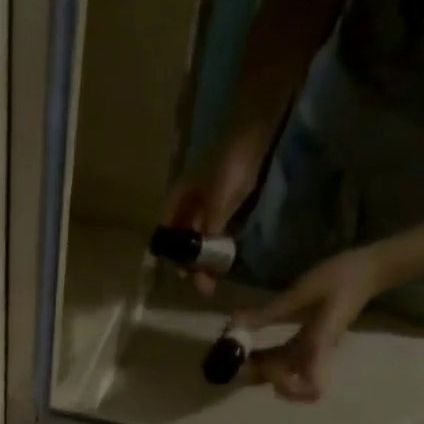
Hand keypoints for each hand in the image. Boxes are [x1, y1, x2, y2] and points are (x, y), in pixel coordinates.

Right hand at [160, 136, 266, 295]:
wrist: (256, 137)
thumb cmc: (230, 166)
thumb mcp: (217, 204)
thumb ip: (209, 234)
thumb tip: (206, 267)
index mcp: (176, 204)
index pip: (167, 239)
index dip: (174, 260)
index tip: (186, 277)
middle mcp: (186, 208)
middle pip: (183, 244)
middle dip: (192, 265)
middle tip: (204, 286)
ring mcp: (204, 208)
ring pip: (199, 241)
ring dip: (205, 260)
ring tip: (214, 278)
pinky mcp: (222, 208)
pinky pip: (214, 235)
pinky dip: (217, 248)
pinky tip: (223, 261)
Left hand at [238, 244, 388, 402]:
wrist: (369, 270)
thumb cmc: (342, 278)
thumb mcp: (302, 292)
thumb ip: (269, 312)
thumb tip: (235, 324)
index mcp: (317, 346)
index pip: (311, 387)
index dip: (290, 391)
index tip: (266, 371)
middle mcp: (313, 355)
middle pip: (287, 384)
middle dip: (259, 378)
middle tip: (234, 362)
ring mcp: (310, 351)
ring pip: (282, 373)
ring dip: (259, 370)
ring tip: (236, 354)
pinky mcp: (307, 345)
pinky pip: (284, 360)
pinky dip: (265, 359)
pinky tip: (248, 346)